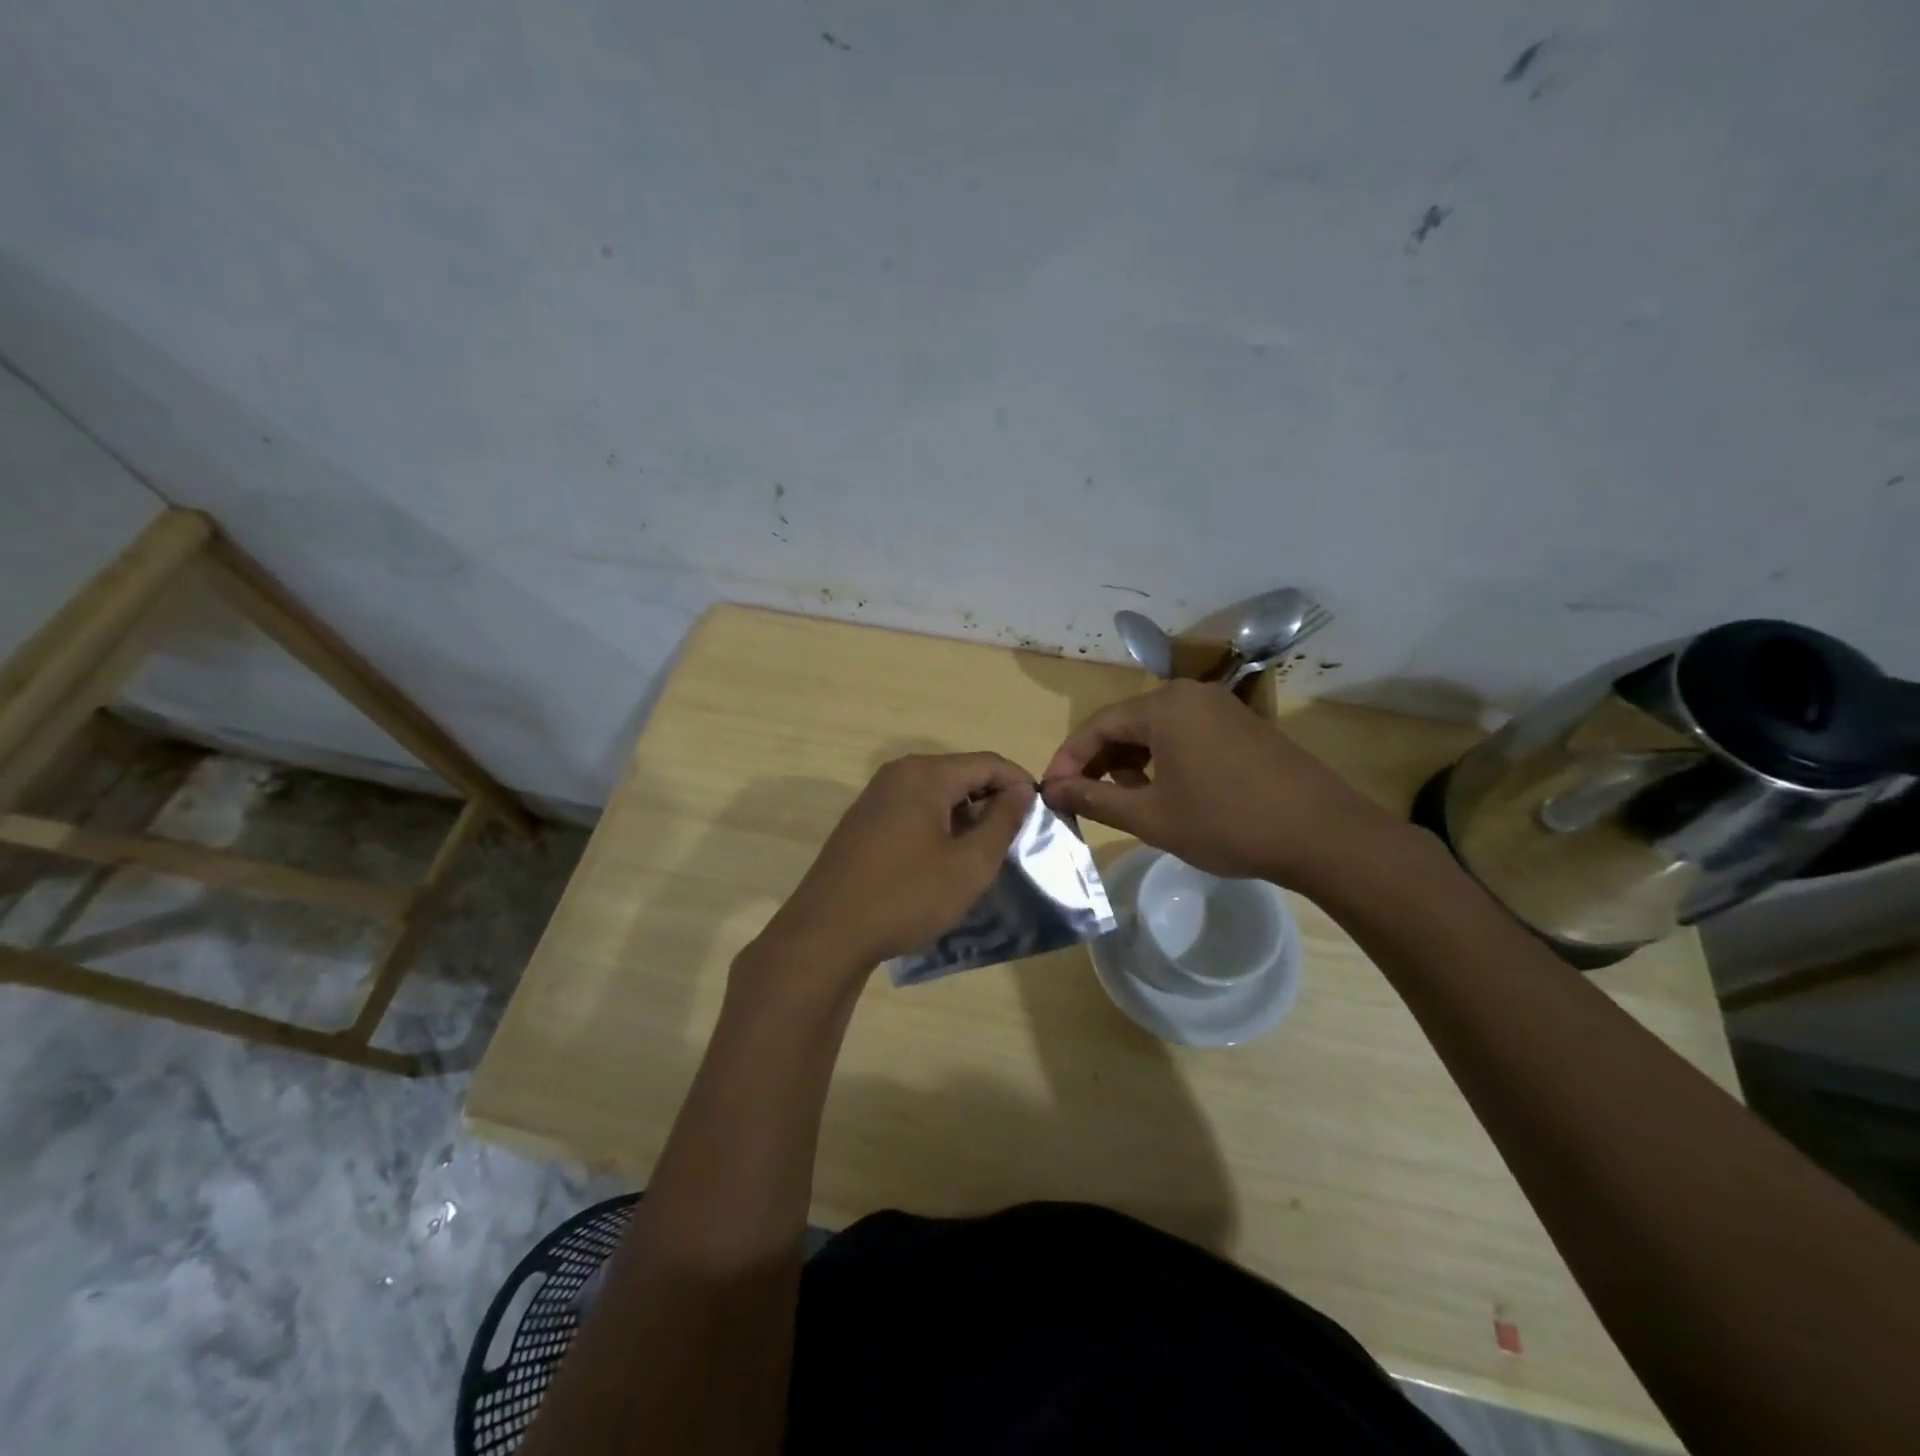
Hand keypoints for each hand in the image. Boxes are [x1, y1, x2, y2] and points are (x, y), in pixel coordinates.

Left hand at [750, 753, 1035, 987]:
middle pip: (960, 774)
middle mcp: (898, 774)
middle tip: (1015, 839)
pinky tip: (943, 861)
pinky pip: (912, 810)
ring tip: (983, 854)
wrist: (827, 933)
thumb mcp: (969, 864)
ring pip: (936, 794)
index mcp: (926, 775)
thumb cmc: (907, 896)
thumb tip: (1020, 790)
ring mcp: (875, 797)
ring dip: (965, 816)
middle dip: (992, 801)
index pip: (988, 763)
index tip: (1042, 815)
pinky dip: (937, 826)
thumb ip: (1002, 821)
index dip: (1020, 784)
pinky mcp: (862, 822)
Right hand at [1041, 680, 1407, 891]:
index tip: (1051, 793)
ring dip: (1130, 763)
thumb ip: (1094, 799)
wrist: (1323, 835)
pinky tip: (1163, 793)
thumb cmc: (1227, 823)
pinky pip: (1184, 736)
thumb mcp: (1150, 816)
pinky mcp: (1241, 727)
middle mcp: (1189, 695)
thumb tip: (1052, 791)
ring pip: (1155, 731)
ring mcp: (1219, 708)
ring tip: (1122, 801)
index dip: (1068, 760)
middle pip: (1125, 723)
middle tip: (1080, 800)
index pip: (1097, 725)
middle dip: (1098, 762)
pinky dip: (1162, 761)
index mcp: (1164, 706)